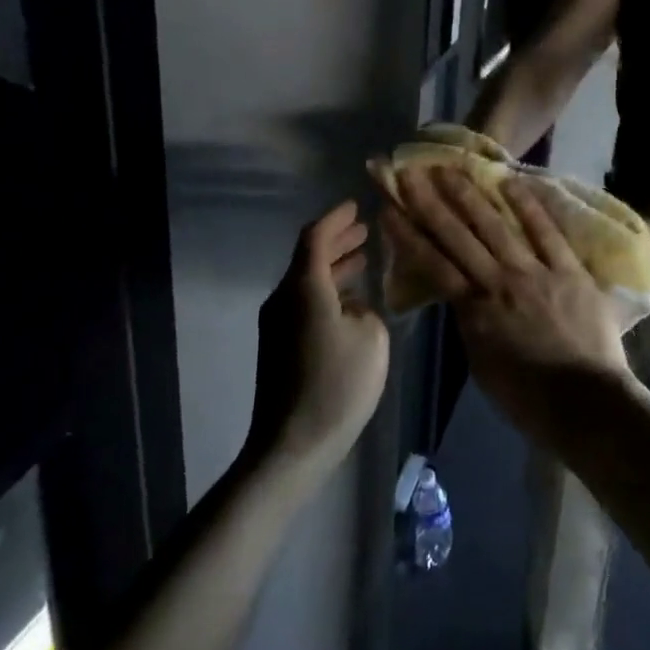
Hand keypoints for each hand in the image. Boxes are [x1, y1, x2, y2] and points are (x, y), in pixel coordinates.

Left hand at [251, 202, 389, 472]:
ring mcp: (277, 324)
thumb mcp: (371, 338)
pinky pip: (305, 304)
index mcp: (304, 288)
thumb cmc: (337, 384)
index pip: (315, 237)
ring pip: (307, 282)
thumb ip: (366, 310)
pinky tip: (351, 302)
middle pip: (308, 258)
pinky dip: (328, 292)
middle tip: (364, 230)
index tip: (356, 205)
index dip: (336, 218)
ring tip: (363, 259)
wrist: (292, 445)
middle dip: (337, 241)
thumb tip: (352, 308)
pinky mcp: (279, 348)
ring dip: (334, 268)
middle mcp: (284, 299)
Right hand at [381, 169, 630, 446]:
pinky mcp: (568, 270)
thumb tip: (462, 297)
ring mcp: (534, 272)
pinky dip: (528, 207)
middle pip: (457, 236)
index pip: (432, 264)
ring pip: (495, 227)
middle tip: (409, 173)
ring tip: (448, 168)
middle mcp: (498, 282)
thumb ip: (470, 324)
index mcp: (474, 310)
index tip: (388, 209)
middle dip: (429, 202)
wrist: (585, 404)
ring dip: (469, 195)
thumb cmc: (528, 398)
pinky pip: (546, 232)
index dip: (408, 234)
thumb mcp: (482, 364)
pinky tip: (509, 181)